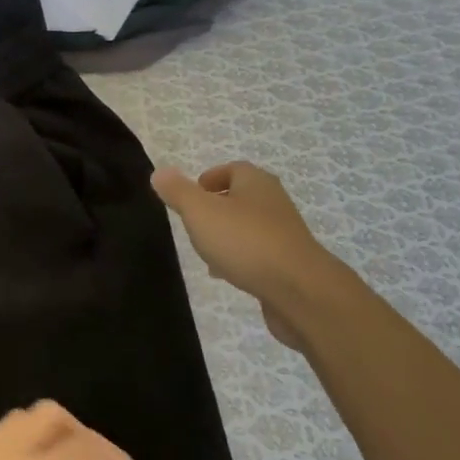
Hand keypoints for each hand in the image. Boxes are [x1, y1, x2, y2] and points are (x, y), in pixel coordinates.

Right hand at [152, 161, 337, 350]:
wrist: (299, 290)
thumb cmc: (245, 242)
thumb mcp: (200, 212)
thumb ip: (178, 192)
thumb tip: (160, 172)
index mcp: (256, 183)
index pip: (234, 169)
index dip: (211, 178)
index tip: (192, 192)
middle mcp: (274, 203)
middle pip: (243, 197)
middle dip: (218, 206)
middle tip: (193, 221)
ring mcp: (285, 234)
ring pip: (250, 227)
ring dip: (228, 234)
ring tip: (205, 250)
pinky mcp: (289, 263)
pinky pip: (259, 253)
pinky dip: (241, 258)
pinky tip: (227, 274)